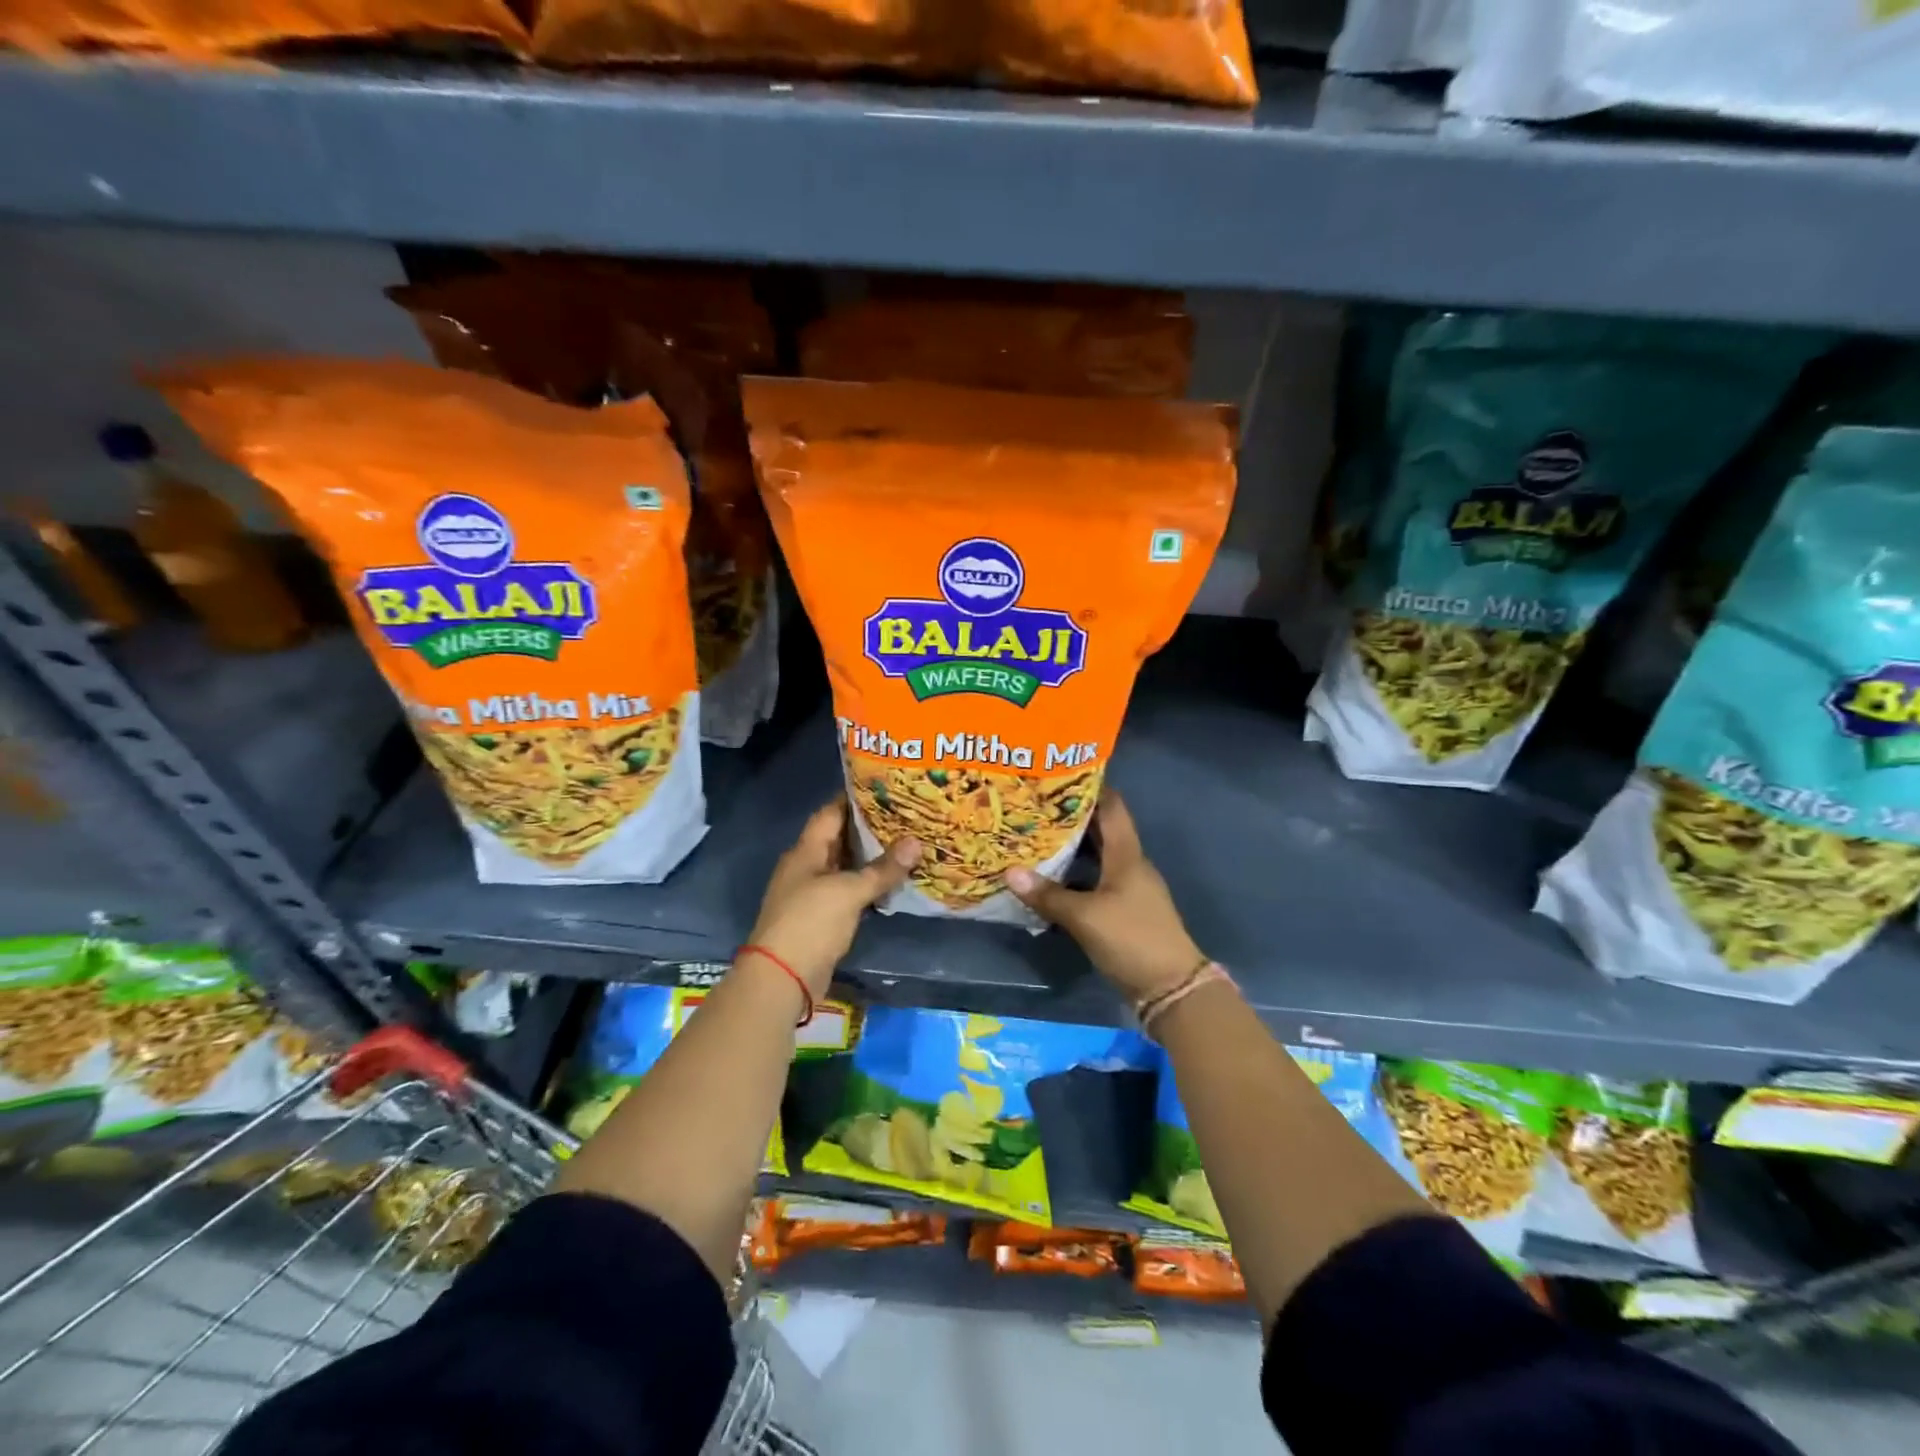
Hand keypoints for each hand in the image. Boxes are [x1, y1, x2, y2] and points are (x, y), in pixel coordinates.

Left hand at [744, 800, 919, 998]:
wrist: (782, 978)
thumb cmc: (810, 922)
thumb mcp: (849, 891)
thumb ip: (882, 869)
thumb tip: (916, 842)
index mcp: (806, 852)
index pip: (830, 814)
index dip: (854, 799)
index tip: (885, 789)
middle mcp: (806, 867)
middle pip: (839, 839)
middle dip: (868, 829)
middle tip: (904, 817)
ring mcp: (812, 894)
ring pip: (845, 867)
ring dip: (870, 859)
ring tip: (905, 845)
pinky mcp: (821, 918)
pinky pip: (847, 892)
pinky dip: (867, 886)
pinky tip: (892, 882)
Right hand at [1004, 791, 1204, 1004]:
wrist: (1171, 988)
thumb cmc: (1132, 939)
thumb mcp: (1085, 917)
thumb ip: (1048, 895)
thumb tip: (1010, 872)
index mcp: (1127, 855)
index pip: (1111, 807)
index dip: (1090, 788)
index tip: (1058, 776)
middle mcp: (1130, 864)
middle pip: (1101, 830)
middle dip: (1071, 817)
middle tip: (1034, 807)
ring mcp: (1129, 888)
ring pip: (1097, 856)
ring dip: (1071, 847)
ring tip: (1035, 836)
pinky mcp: (1124, 910)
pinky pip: (1096, 880)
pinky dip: (1075, 875)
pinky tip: (1050, 879)